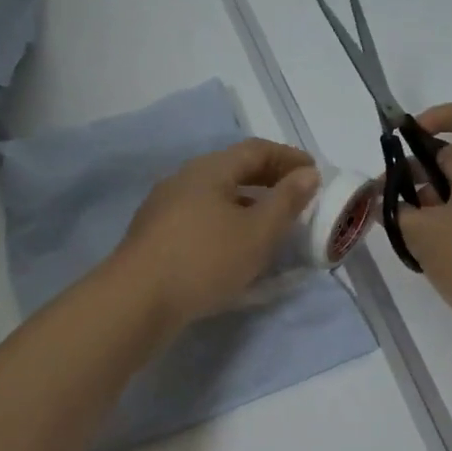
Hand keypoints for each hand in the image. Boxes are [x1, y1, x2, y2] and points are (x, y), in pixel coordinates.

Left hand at [111, 138, 321, 327]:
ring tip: (270, 223)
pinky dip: (226, 220)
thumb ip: (286, 201)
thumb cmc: (204, 260)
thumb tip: (308, 174)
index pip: (256, 150)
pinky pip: (200, 215)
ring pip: (215, 194)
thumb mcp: (257, 232)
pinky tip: (234, 245)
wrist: (137, 300)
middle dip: (268, 179)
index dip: (288, 158)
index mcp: (209, 169)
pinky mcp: (155, 234)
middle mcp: (183, 179)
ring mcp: (164, 206)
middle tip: (296, 195)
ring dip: (247, 202)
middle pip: (233, 169)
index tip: (314, 172)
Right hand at [398, 102, 451, 335]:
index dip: (437, 116)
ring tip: (404, 229)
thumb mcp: (421, 235)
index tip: (408, 139)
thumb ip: (395, 212)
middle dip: (418, 171)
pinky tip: (429, 248)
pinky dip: (450, 219)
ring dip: (431, 199)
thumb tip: (381, 201)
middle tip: (389, 199)